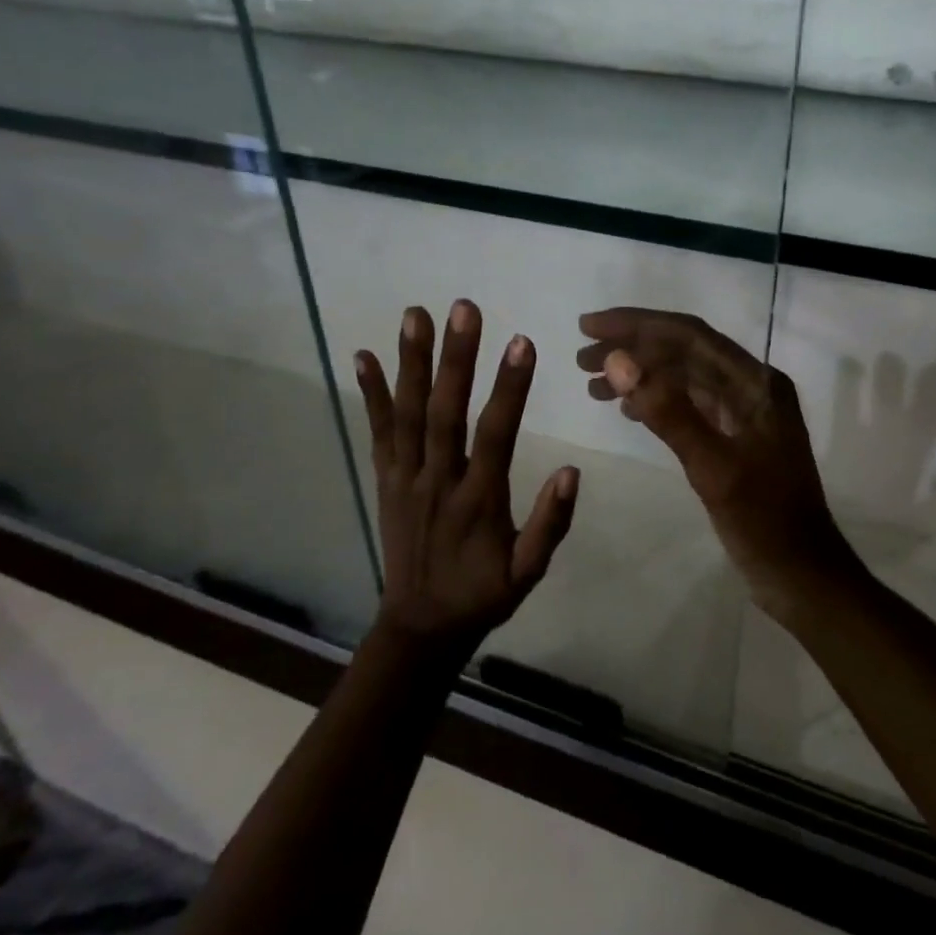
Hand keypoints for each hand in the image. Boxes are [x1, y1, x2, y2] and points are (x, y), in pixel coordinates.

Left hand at [356, 301, 578, 649]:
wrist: (420, 627)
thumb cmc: (483, 593)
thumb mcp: (528, 572)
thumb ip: (550, 523)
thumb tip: (572, 470)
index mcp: (477, 502)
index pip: (495, 436)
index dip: (509, 389)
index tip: (522, 342)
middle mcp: (437, 481)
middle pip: (444, 413)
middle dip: (455, 358)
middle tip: (464, 308)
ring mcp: (405, 479)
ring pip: (407, 414)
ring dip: (411, 362)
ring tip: (415, 314)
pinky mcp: (385, 480)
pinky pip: (378, 433)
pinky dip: (371, 394)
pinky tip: (363, 357)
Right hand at [576, 308, 860, 621]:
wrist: (803, 574)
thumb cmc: (763, 521)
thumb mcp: (712, 467)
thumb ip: (667, 411)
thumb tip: (618, 360)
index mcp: (756, 383)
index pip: (689, 335)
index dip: (636, 325)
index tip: (588, 326)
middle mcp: (752, 387)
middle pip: (684, 352)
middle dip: (632, 348)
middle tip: (581, 358)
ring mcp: (745, 412)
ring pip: (684, 378)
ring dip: (641, 375)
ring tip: (592, 384)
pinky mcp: (736, 437)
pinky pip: (690, 404)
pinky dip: (657, 401)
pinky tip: (627, 409)